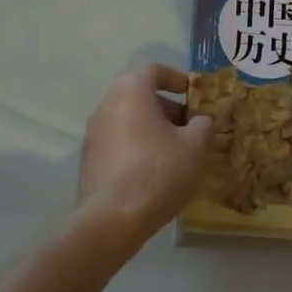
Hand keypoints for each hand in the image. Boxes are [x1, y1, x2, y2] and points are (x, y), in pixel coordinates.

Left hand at [75, 63, 214, 257]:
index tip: (193, 95)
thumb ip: (203, 126)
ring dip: (153, 129)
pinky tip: (155, 173)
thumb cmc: (157, 171)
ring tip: (177, 153)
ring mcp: (93, 134)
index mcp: (130, 91)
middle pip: (140, 95)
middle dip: (168, 108)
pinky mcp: (89, 161)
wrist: (111, 221)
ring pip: (129, 120)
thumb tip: (200, 121)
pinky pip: (119, 143)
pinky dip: (138, 148)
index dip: (176, 78)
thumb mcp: (195, 146)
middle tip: (191, 128)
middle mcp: (106, 105)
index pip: (153, 69)